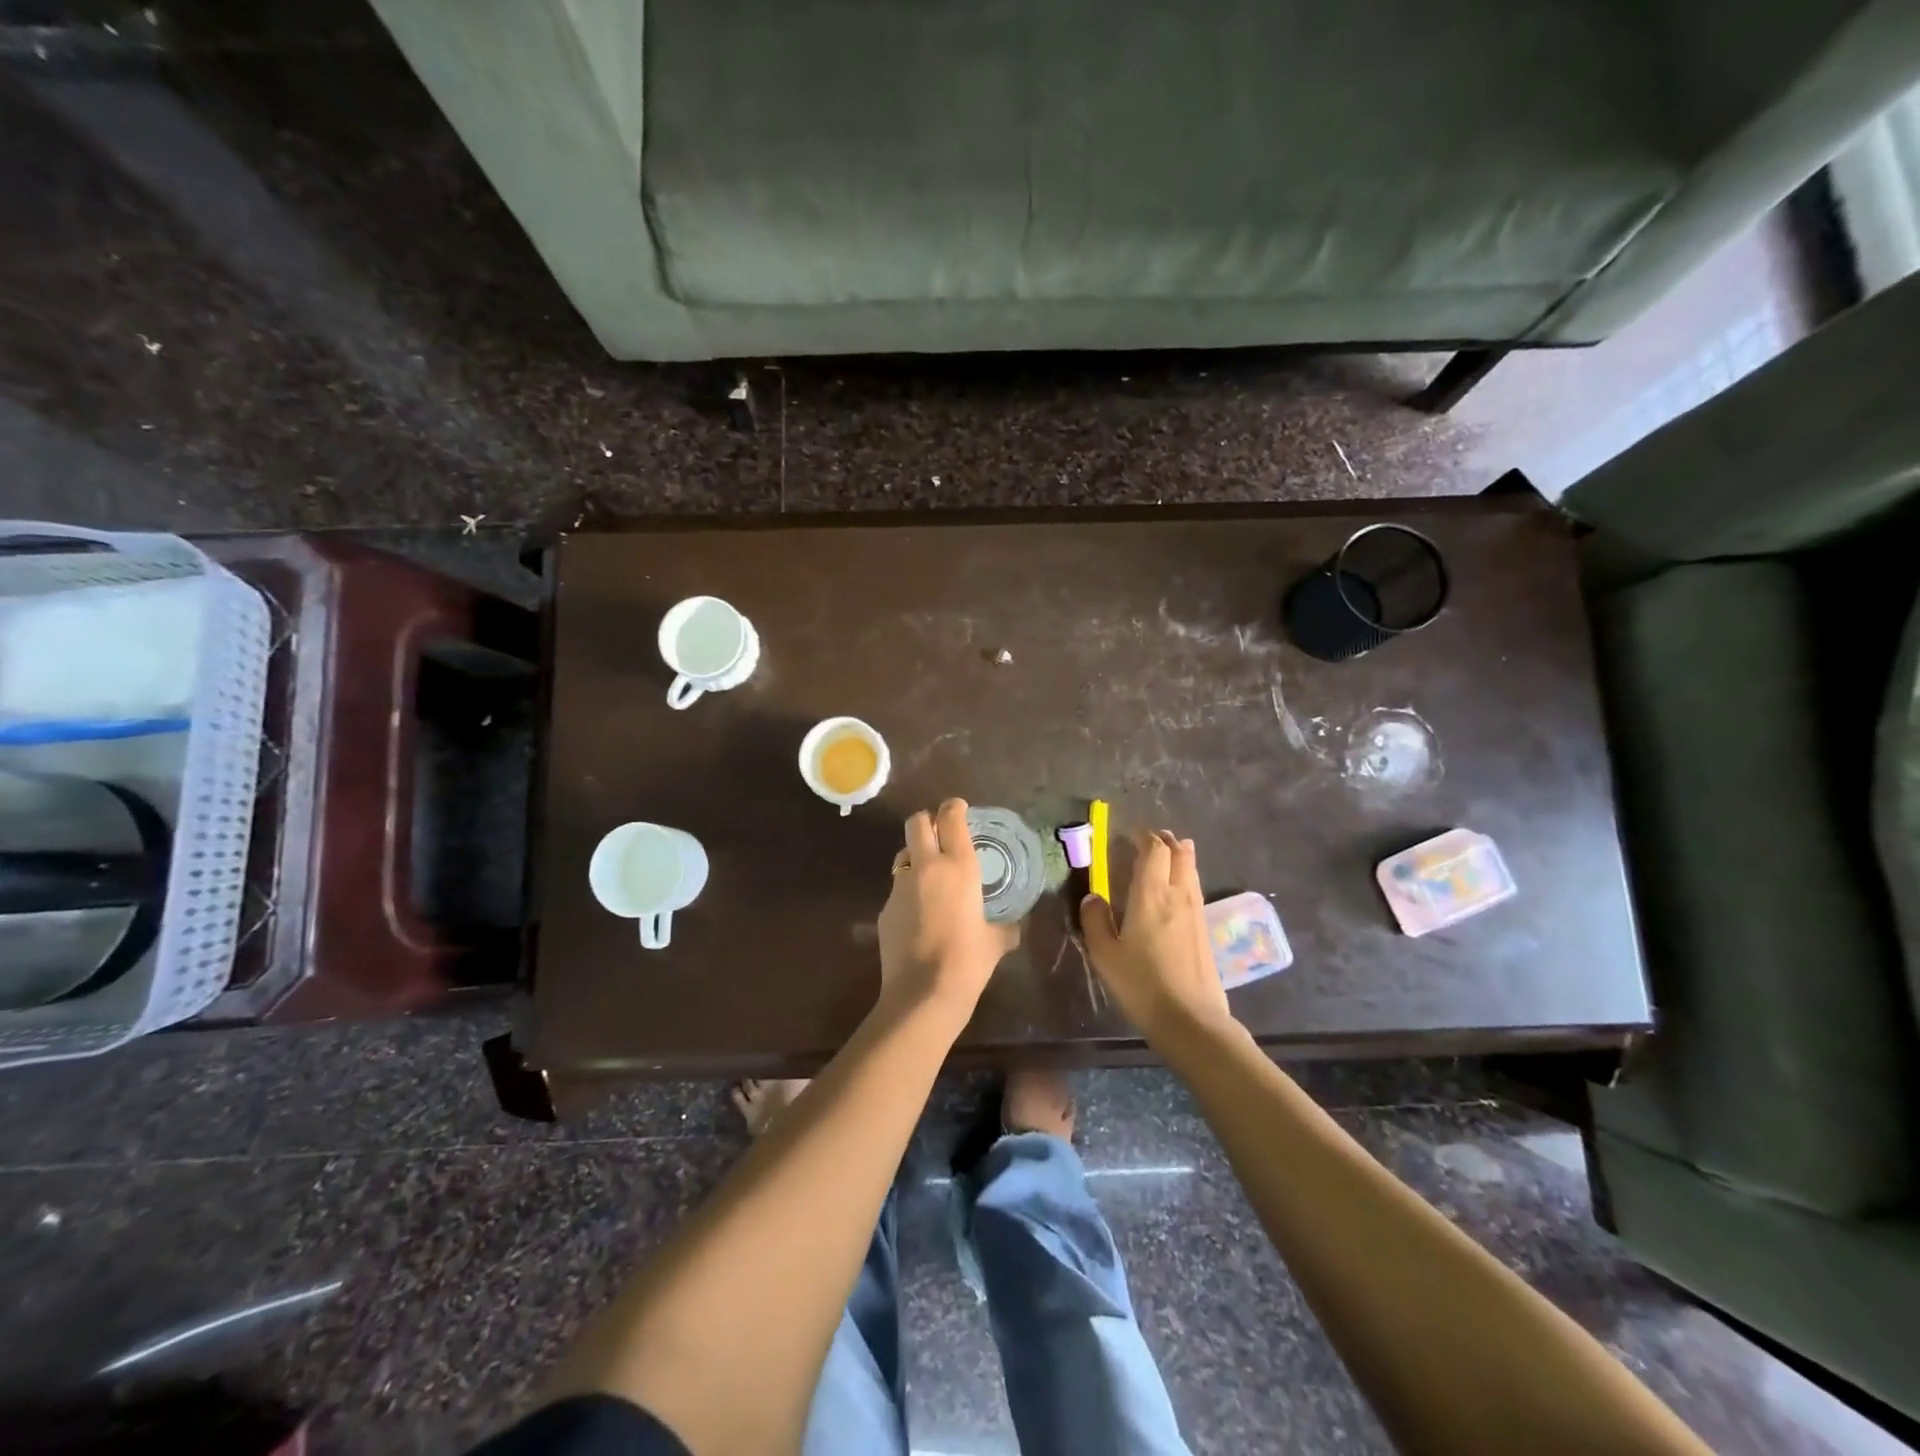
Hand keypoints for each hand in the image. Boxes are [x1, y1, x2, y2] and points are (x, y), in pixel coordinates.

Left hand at [877, 799, 1019, 1015]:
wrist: (923, 994)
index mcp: (958, 867)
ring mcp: (900, 887)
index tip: (959, 808)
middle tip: (939, 832)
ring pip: (903, 854)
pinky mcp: (884, 910)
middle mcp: (926, 867)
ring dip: (915, 857)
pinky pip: (897, 889)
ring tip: (929, 878)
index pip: (951, 818)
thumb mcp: (996, 942)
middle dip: (927, 821)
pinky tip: (919, 916)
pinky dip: (908, 893)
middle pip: (917, 822)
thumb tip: (1012, 928)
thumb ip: (1005, 927)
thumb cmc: (968, 962)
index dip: (954, 807)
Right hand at [1081, 829, 1232, 1043]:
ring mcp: (1197, 912)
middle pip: (1179, 854)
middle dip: (1166, 841)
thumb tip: (1092, 897)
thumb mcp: (1105, 955)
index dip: (1144, 836)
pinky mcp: (1206, 930)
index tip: (1130, 833)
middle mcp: (1178, 895)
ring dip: (1180, 856)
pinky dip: (1186, 877)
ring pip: (1192, 870)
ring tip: (1169, 853)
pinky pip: (1196, 889)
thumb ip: (1096, 921)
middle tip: (1151, 838)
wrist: (1191, 1020)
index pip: (1154, 850)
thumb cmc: (1142, 985)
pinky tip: (1177, 890)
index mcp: (1151, 894)